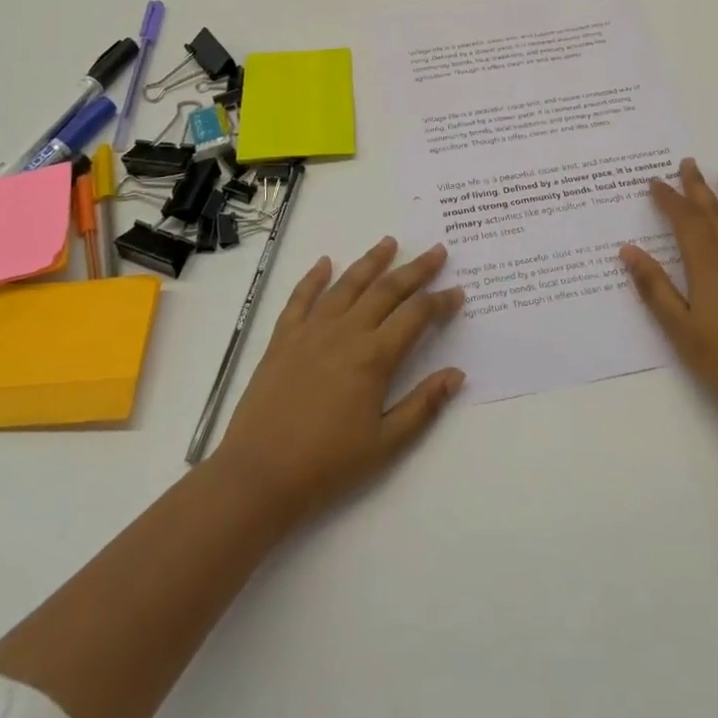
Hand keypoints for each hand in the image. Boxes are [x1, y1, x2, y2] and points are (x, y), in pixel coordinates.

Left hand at [212, 237, 466, 529]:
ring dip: (370, 261)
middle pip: (387, 290)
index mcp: (374, 357)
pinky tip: (325, 262)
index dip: (440, 302)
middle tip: (437, 251)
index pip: (416, 316)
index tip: (457, 291)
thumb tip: (457, 374)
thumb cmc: (327, 464)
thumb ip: (423, 406)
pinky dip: (314, 277)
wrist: (259, 474)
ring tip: (389, 242)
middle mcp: (345, 332)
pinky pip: (300, 297)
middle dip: (416, 269)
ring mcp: (311, 330)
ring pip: (347, 285)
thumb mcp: (385, 444)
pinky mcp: (283, 338)